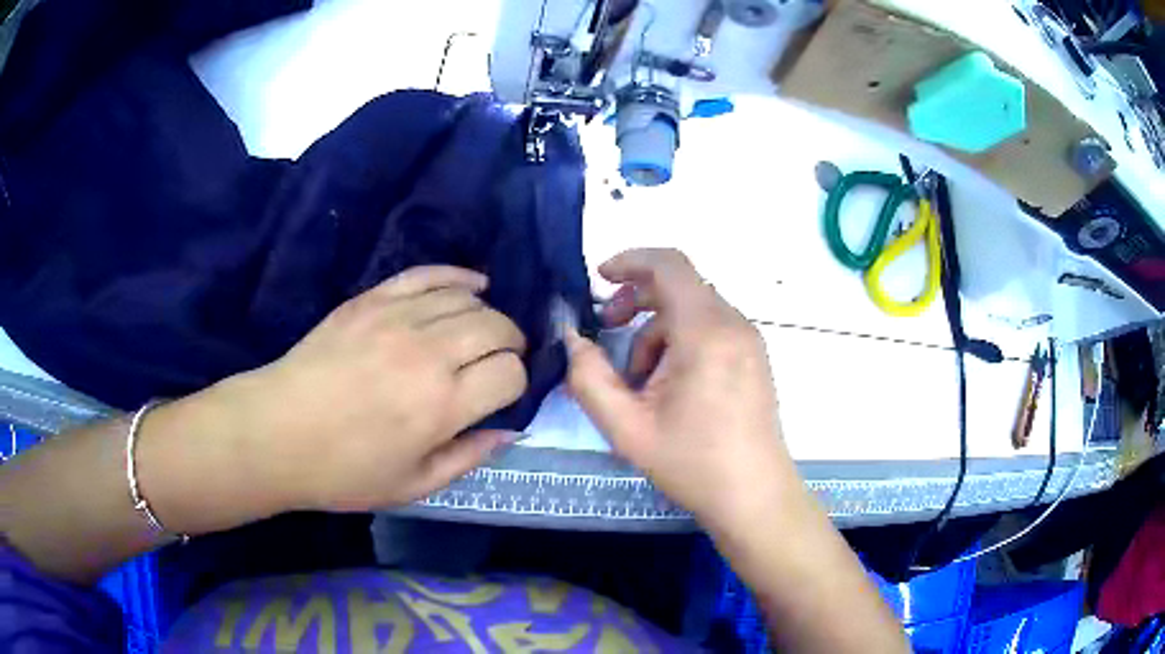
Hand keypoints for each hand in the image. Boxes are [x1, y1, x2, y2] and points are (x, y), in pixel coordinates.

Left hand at [198, 266, 527, 512]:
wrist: (276, 432)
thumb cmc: (344, 471)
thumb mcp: (413, 486)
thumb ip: (468, 457)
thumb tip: (510, 429)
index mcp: (441, 406)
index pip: (511, 373)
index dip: (517, 383)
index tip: (504, 395)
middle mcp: (428, 353)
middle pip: (497, 327)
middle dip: (512, 343)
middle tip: (501, 361)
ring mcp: (396, 319)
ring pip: (468, 299)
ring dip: (487, 315)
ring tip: (481, 333)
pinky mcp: (371, 299)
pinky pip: (427, 274)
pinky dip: (457, 276)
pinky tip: (472, 285)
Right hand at [565, 249, 796, 533]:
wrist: (753, 496)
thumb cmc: (692, 463)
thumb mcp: (626, 427)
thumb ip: (589, 377)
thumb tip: (572, 339)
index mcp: (706, 332)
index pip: (669, 265)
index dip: (629, 261)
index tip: (598, 278)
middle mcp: (733, 325)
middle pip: (679, 286)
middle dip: (635, 301)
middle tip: (606, 330)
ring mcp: (748, 340)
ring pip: (692, 310)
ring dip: (655, 331)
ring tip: (638, 381)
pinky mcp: (752, 357)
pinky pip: (709, 329)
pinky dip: (679, 342)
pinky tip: (668, 386)